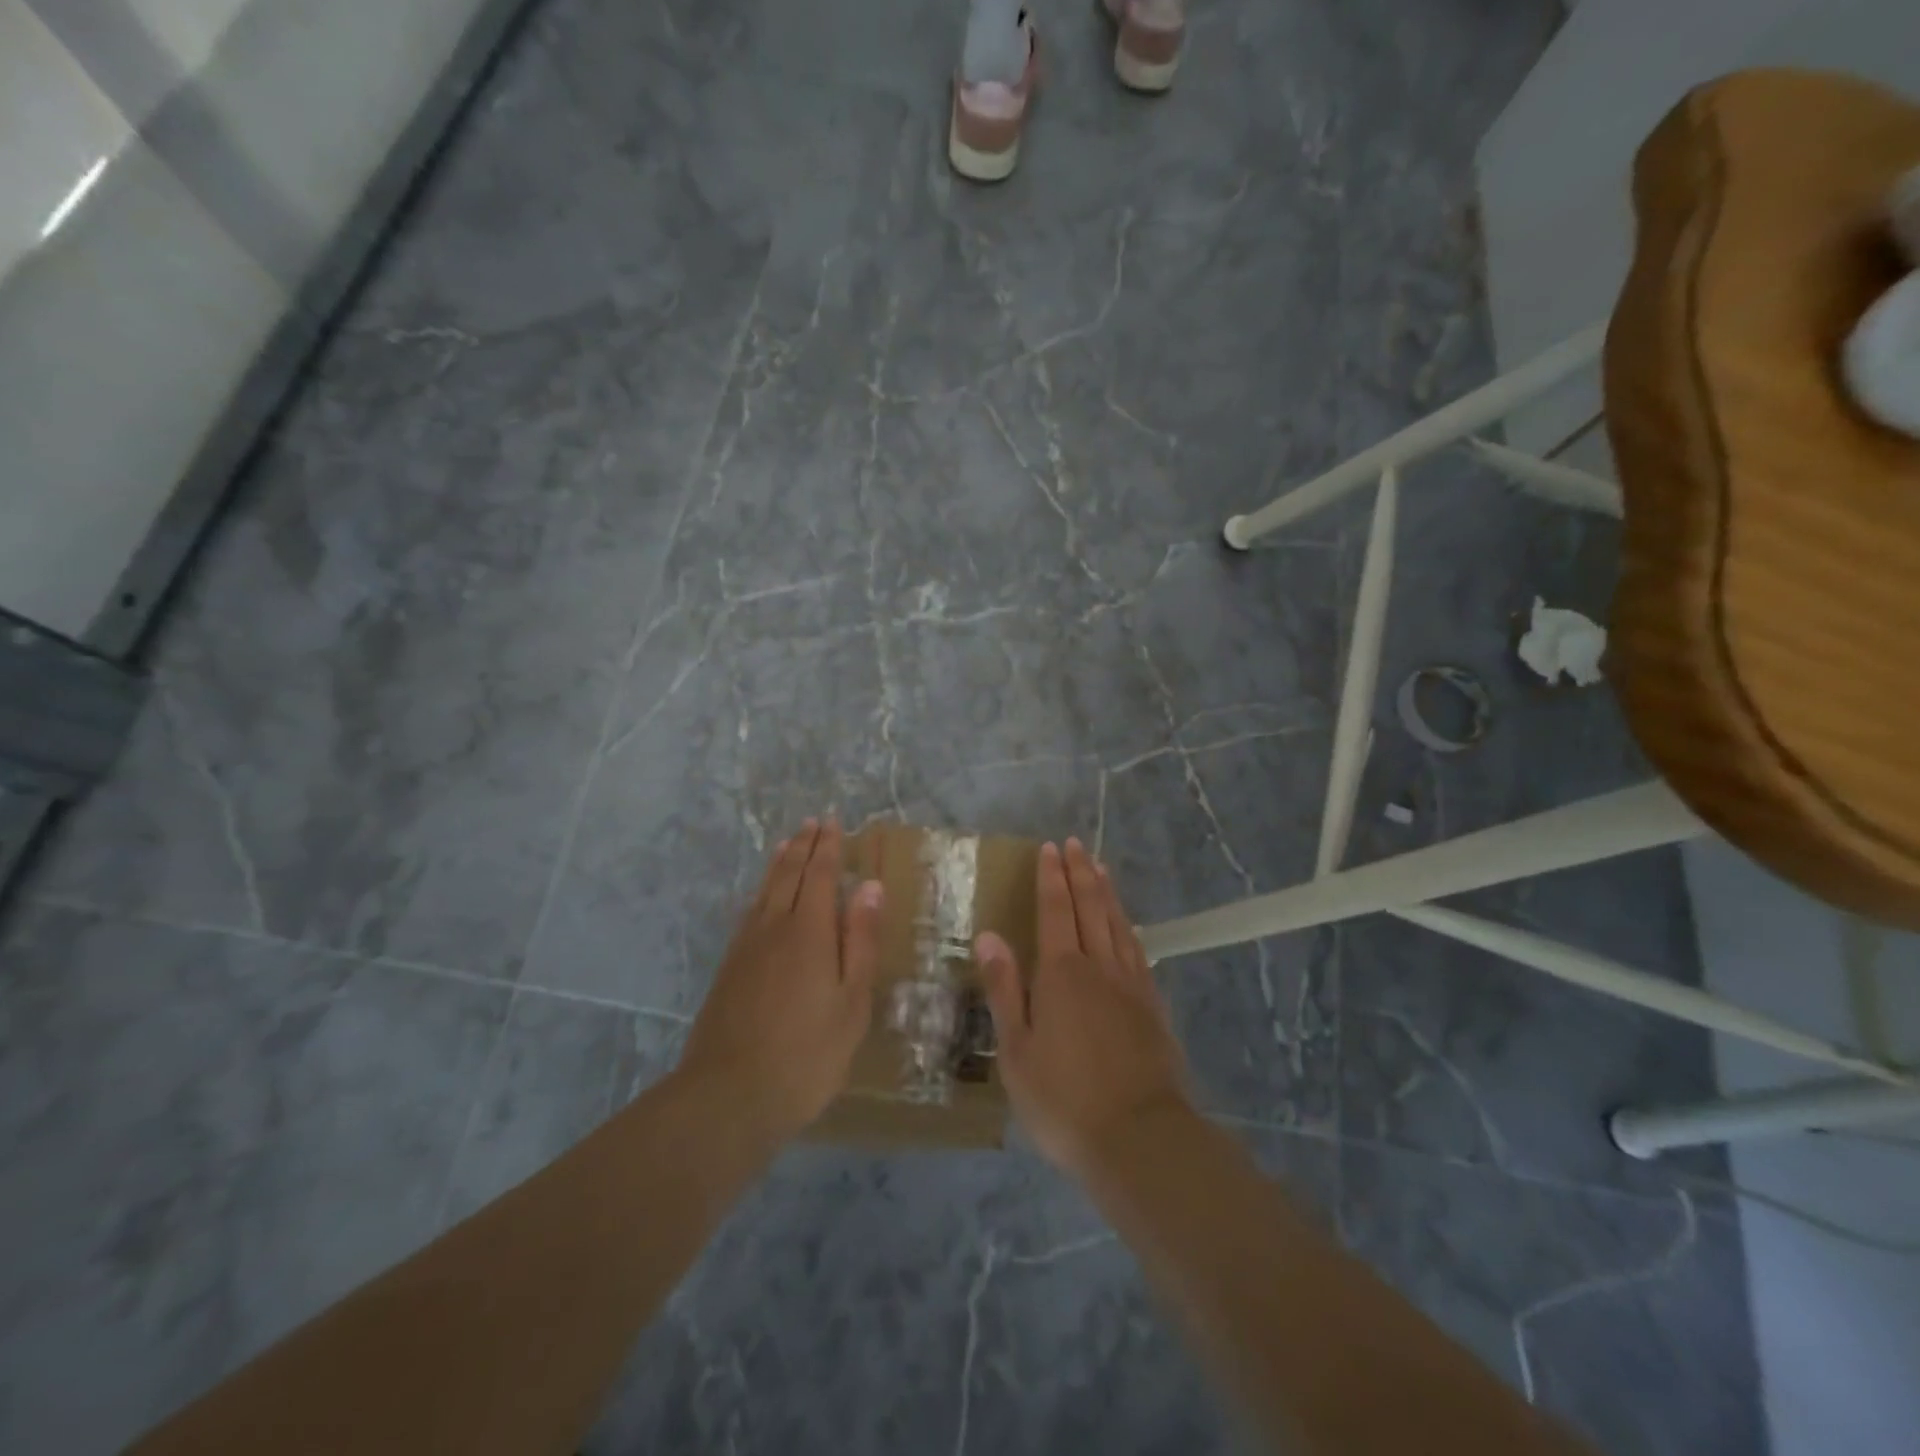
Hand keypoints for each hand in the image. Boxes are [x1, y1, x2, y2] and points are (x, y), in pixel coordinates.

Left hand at [676, 819, 881, 1143]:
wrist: (728, 1096)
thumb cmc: (806, 1053)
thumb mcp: (851, 1001)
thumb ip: (859, 941)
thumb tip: (869, 887)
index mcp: (808, 931)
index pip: (819, 874)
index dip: (828, 846)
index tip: (834, 821)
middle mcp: (774, 927)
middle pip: (788, 874)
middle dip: (803, 845)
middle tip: (813, 822)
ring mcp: (745, 947)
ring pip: (764, 890)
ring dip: (779, 862)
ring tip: (788, 843)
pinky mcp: (729, 968)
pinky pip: (749, 912)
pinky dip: (761, 891)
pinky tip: (761, 898)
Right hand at [976, 838, 1192, 1178]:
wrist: (1139, 1137)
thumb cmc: (1063, 1099)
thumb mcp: (1016, 1050)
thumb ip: (1004, 989)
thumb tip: (989, 936)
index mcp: (1061, 973)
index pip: (1056, 910)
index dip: (1052, 877)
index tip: (1050, 848)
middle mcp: (1098, 966)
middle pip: (1090, 907)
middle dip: (1081, 873)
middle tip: (1076, 845)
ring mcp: (1131, 984)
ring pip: (1118, 923)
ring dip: (1107, 892)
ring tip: (1101, 867)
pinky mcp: (1152, 1006)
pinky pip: (1138, 950)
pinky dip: (1128, 926)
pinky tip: (1127, 925)